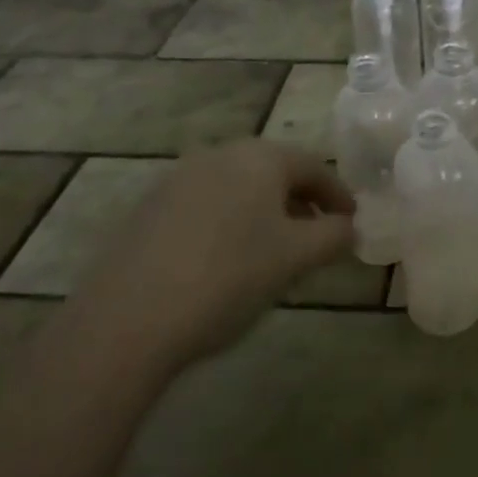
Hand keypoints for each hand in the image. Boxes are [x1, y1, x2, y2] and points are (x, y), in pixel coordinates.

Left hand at [71, 140, 354, 373]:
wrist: (124, 322)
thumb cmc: (227, 277)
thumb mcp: (295, 259)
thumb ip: (333, 236)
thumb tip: (348, 226)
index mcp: (260, 157)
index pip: (314, 167)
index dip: (339, 195)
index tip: (352, 223)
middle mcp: (220, 154)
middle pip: (274, 172)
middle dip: (300, 203)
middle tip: (317, 238)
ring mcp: (178, 179)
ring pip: (238, 189)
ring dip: (263, 214)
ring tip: (273, 254)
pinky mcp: (148, 209)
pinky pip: (205, 206)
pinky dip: (228, 224)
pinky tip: (225, 263)